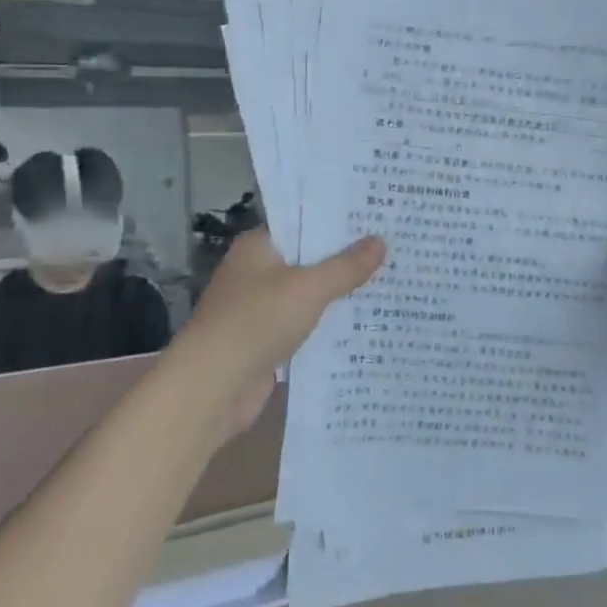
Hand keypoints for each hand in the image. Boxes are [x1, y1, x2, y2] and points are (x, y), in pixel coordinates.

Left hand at [178, 230, 384, 433]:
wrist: (213, 387)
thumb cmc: (257, 321)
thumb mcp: (309, 288)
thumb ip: (346, 266)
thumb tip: (380, 241)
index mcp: (257, 247)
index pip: (302, 224)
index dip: (337, 223)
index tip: (375, 219)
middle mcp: (256, 273)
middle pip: (308, 260)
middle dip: (345, 261)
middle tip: (393, 251)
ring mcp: (259, 309)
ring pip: (308, 296)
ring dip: (339, 296)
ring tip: (388, 285)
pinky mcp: (266, 342)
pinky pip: (305, 327)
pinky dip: (327, 327)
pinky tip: (364, 325)